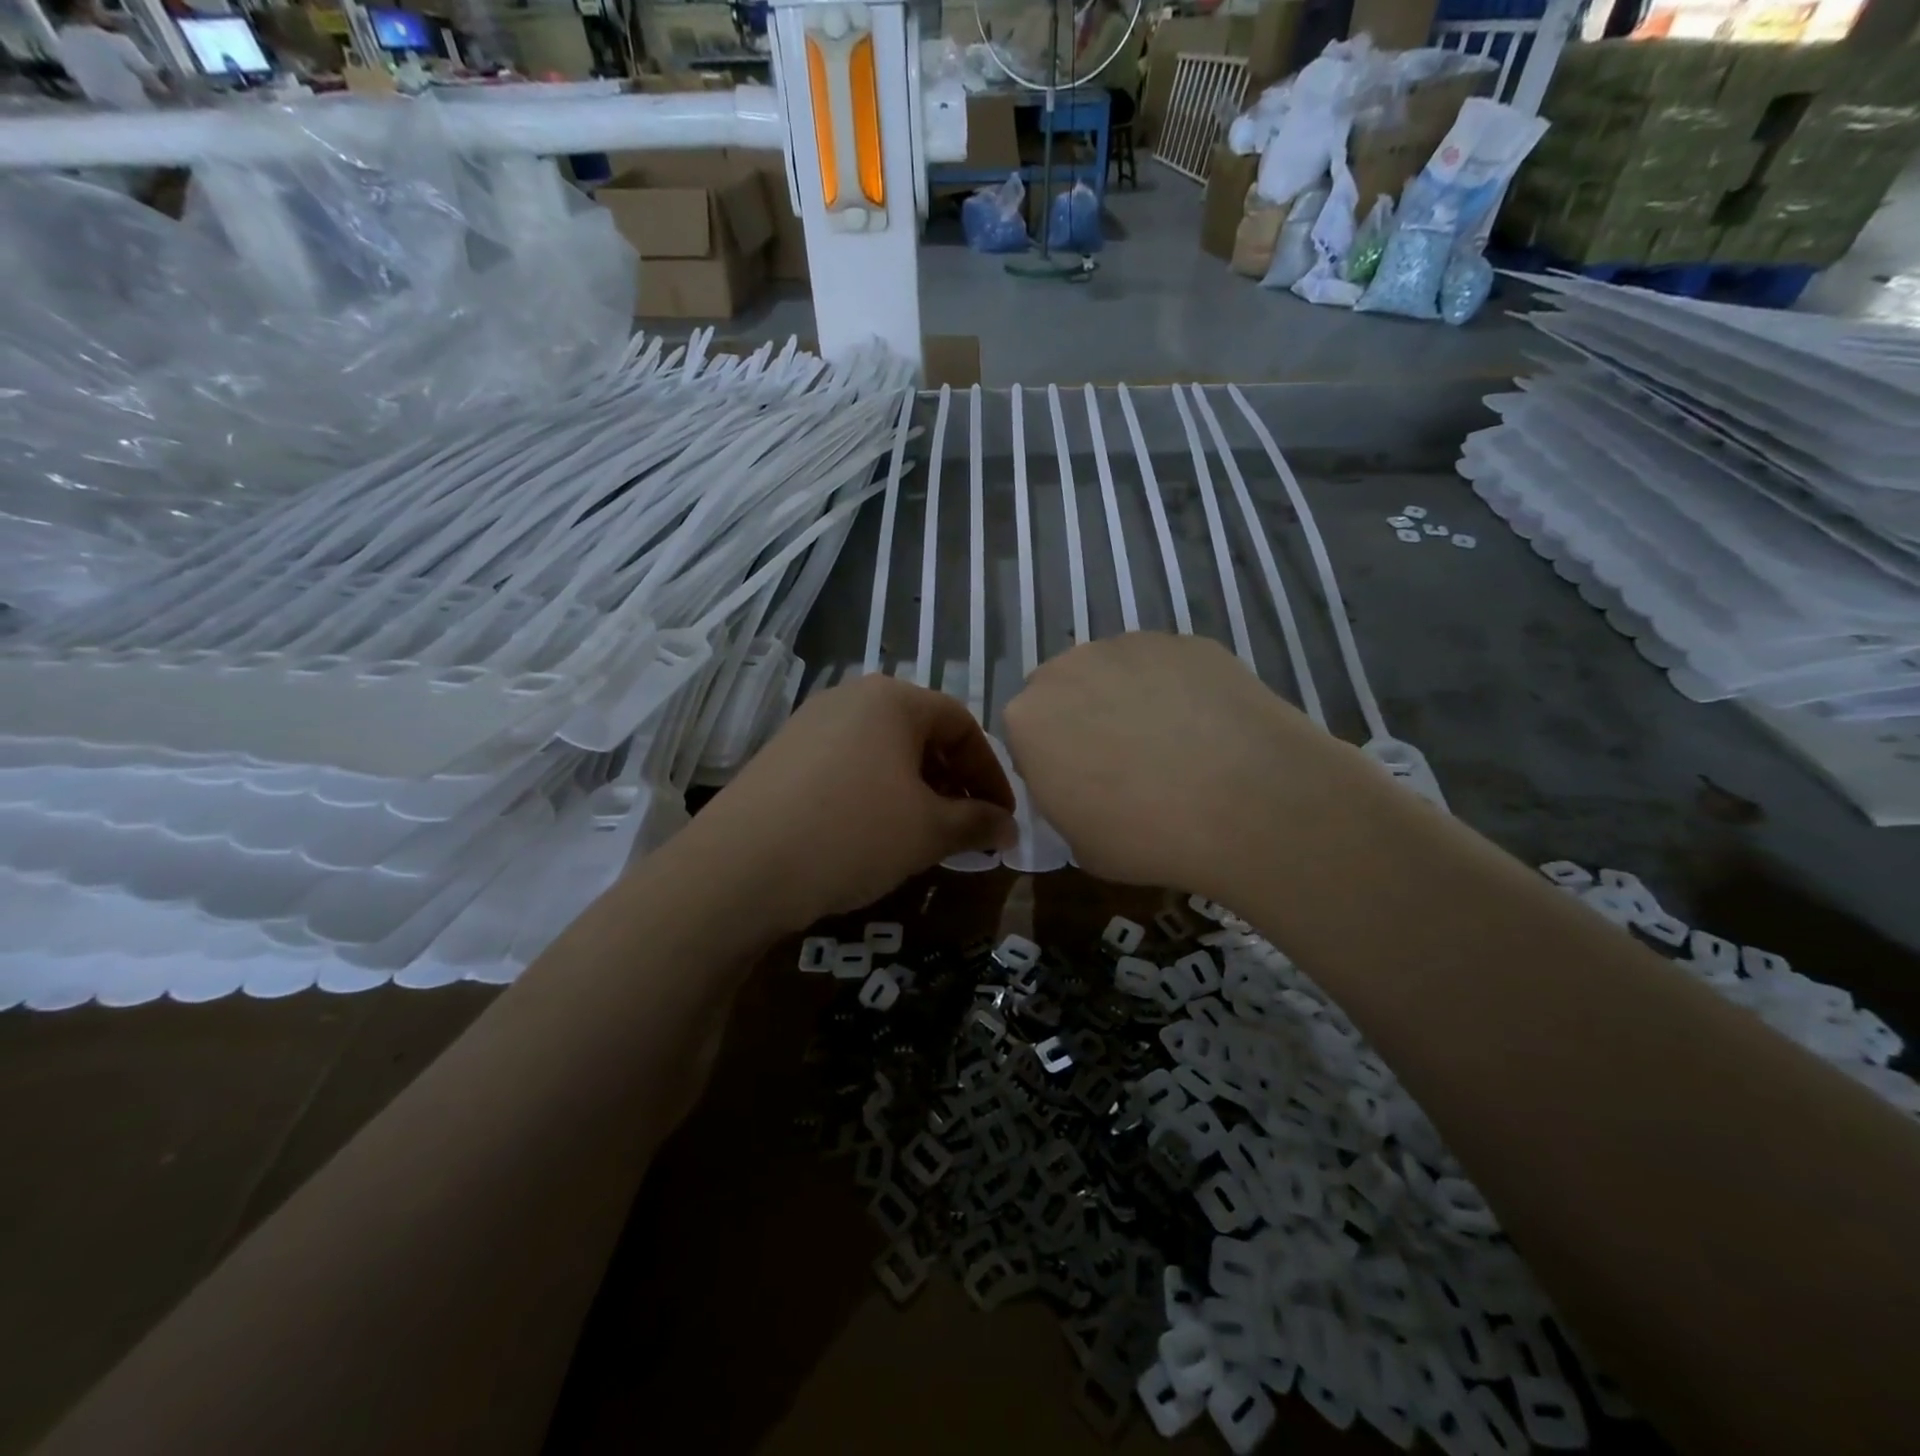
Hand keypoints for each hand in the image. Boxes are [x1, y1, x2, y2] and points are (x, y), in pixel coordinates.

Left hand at [681, 675, 1014, 930]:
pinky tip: (873, 834)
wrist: (739, 868)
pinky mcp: (782, 755)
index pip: (962, 725)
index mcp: (892, 699)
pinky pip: (847, 766)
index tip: (1003, 818)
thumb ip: (977, 822)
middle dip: (953, 783)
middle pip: (921, 734)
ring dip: (915, 790)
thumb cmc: (852, 833)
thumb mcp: (928, 831)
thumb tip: (1008, 827)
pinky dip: (875, 794)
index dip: (991, 773)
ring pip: (883, 752)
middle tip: (967, 828)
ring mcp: (809, 724)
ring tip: (924, 835)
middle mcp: (849, 698)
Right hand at [1003, 633, 1364, 898]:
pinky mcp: (1185, 641)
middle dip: (1084, 720)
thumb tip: (1086, 788)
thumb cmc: (1146, 835)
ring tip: (1174, 744)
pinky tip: (1208, 728)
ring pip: (1115, 672)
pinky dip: (1177, 690)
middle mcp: (1069, 668)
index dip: (1052, 762)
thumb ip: (1064, 803)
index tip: (1081, 788)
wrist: (1247, 802)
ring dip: (1128, 700)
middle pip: (1065, 692)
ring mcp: (1130, 646)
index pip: (1026, 736)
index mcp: (1028, 719)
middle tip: (1123, 763)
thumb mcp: (1080, 844)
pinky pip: (1167, 667)